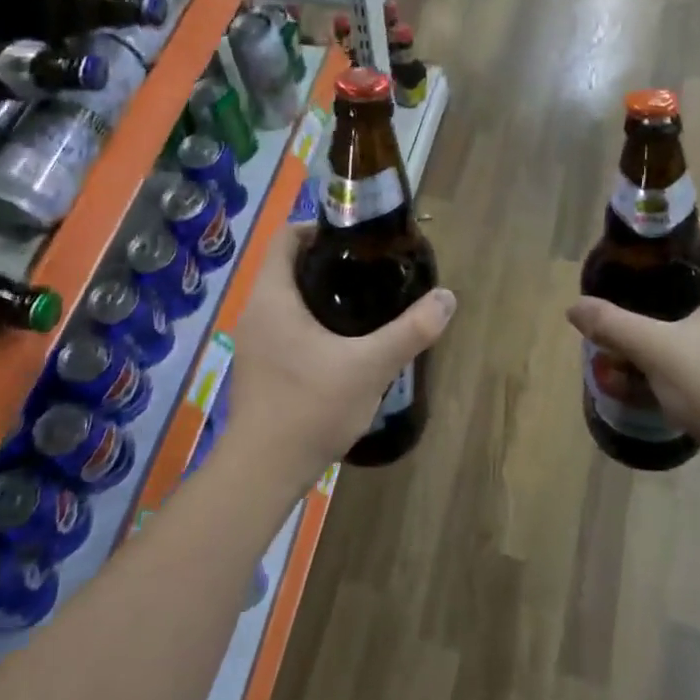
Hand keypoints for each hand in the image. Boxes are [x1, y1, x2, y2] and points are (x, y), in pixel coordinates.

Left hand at [227, 225, 456, 484]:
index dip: (318, 228)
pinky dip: (309, 322)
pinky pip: (283, 327)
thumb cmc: (310, 408)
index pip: (286, 237)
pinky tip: (341, 344)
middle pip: (287, 267)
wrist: (264, 471)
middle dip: (326, 262)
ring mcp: (253, 342)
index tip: (355, 237)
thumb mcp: (370, 366)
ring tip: (362, 302)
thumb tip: (447, 297)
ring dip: (318, 294)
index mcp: (273, 297)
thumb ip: (410, 331)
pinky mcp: (258, 368)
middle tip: (368, 269)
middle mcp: (255, 312)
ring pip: (286, 300)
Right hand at [565, 221, 699, 483]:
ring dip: (678, 305)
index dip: (679, 231)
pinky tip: (661, 352)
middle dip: (669, 271)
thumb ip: (614, 325)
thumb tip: (575, 307)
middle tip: (631, 280)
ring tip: (639, 314)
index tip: (643, 247)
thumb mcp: (658, 351)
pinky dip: (690, 332)